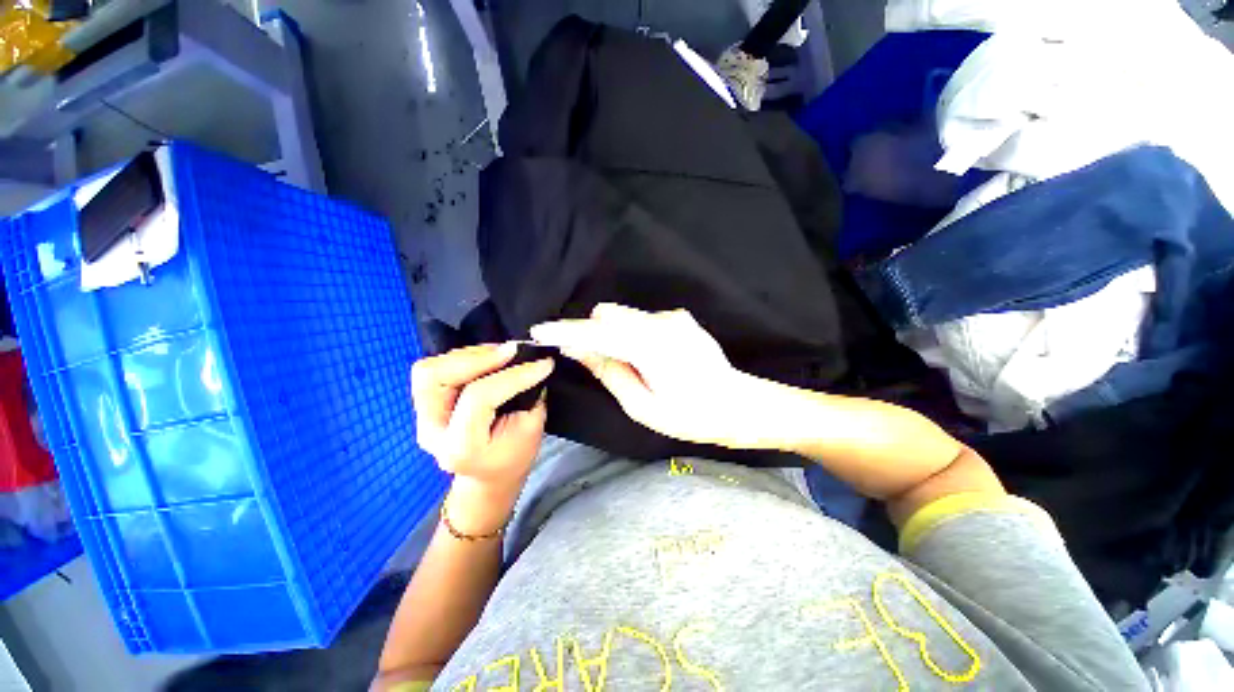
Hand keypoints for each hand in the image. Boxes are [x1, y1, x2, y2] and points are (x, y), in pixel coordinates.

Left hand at [411, 343, 553, 496]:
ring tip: (502, 354)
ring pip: (430, 368)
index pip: (479, 397)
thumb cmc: (514, 456)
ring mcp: (422, 416)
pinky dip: (464, 358)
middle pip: (436, 376)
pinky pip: (436, 369)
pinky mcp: (425, 404)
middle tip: (513, 351)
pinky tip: (489, 359)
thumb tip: (530, 361)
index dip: (514, 375)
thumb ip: (529, 395)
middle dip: (477, 357)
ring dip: (469, 355)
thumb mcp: (531, 430)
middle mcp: (431, 429)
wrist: (490, 474)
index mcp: (460, 446)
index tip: (544, 363)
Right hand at [530, 304, 779, 449]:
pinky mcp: (680, 319)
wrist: (740, 405)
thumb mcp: (642, 405)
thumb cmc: (692, 416)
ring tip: (630, 366)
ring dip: (614, 335)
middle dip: (593, 333)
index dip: (566, 332)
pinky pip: (642, 321)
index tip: (539, 330)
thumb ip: (609, 371)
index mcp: (651, 346)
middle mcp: (662, 322)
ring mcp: (674, 317)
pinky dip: (632, 335)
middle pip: (609, 314)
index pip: (597, 332)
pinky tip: (649, 360)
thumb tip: (579, 350)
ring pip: (625, 316)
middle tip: (597, 362)